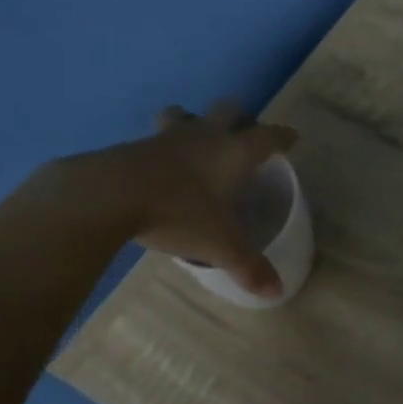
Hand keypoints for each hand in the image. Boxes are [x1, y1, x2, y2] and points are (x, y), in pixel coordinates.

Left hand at [104, 101, 298, 298]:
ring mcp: (168, 136)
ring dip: (196, 121)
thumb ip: (249, 266)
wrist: (110, 194)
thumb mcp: (219, 245)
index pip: (267, 136)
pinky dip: (165, 144)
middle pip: (229, 111)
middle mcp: (205, 135)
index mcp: (233, 152)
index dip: (283, 137)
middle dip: (240, 119)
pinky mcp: (136, 144)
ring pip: (188, 115)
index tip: (292, 139)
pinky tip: (160, 164)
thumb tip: (277, 292)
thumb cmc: (178, 213)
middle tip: (244, 135)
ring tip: (196, 139)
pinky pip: (158, 136)